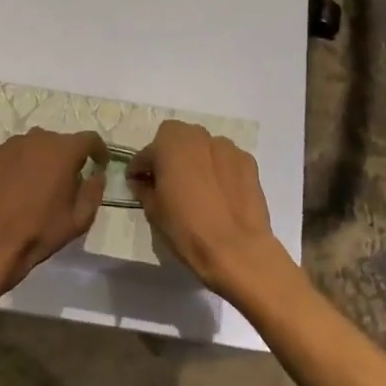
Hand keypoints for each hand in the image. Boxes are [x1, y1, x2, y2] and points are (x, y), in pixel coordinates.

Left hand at [0, 129, 107, 291]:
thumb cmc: (39, 231)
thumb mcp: (79, 219)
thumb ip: (94, 191)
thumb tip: (97, 175)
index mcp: (63, 151)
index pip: (89, 139)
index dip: (99, 150)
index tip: (100, 164)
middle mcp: (37, 139)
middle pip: (61, 141)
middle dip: (69, 156)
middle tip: (69, 180)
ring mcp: (10, 145)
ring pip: (36, 145)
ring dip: (44, 158)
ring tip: (41, 184)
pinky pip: (15, 153)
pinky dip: (22, 163)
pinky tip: (18, 186)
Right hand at [128, 121, 291, 300]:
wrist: (236, 248)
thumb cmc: (186, 228)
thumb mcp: (153, 210)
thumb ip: (143, 188)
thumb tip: (141, 181)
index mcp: (169, 144)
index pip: (146, 153)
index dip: (140, 169)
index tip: (138, 184)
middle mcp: (197, 136)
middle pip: (176, 138)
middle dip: (168, 155)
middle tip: (167, 181)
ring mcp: (226, 147)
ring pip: (203, 146)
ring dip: (195, 159)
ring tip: (196, 186)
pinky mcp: (248, 161)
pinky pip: (225, 160)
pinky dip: (218, 169)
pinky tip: (219, 191)